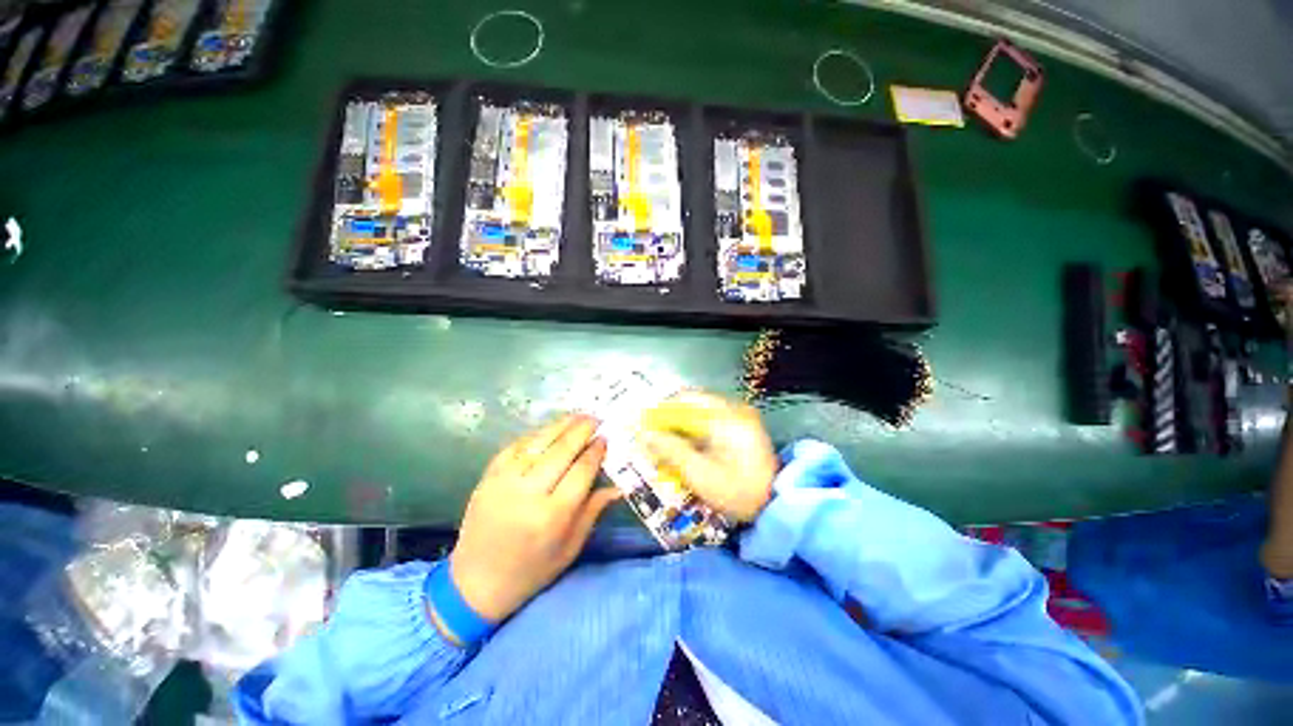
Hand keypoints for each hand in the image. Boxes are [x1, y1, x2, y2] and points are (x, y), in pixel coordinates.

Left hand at [451, 415, 619, 621]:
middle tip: (596, 418)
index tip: (605, 439)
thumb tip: (618, 486)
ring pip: (538, 442)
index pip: (581, 471)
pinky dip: (535, 435)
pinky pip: (515, 446)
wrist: (475, 582)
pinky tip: (549, 429)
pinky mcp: (488, 477)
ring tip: (578, 415)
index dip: (596, 451)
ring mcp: (504, 482)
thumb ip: (593, 511)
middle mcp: (528, 494)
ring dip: (561, 425)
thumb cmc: (531, 570)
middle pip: (561, 450)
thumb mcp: (570, 548)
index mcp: (552, 516)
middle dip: (581, 430)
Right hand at [639, 391, 777, 521]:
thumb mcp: (700, 474)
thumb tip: (644, 434)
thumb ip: (671, 450)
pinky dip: (694, 434)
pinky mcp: (740, 428)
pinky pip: (710, 423)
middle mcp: (733, 409)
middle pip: (692, 406)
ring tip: (666, 448)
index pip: (685, 400)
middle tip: (653, 440)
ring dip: (681, 429)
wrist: (776, 505)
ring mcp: (739, 418)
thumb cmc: (737, 491)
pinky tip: (686, 451)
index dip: (662, 411)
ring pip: (699, 414)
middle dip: (670, 422)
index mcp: (725, 416)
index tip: (646, 427)